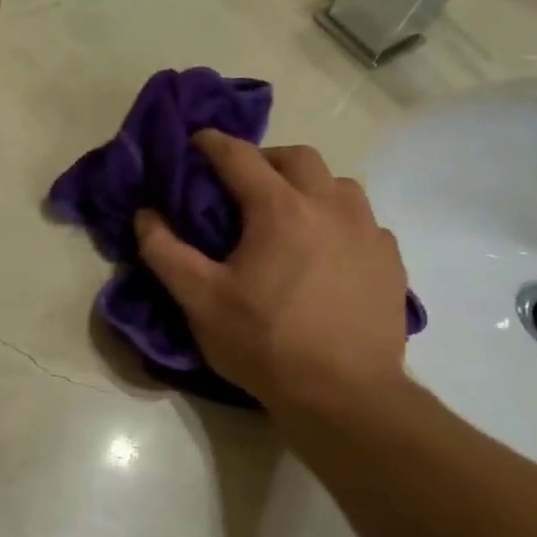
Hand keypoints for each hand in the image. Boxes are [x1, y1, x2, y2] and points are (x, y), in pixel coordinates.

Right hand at [135, 131, 411, 420]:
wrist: (345, 395)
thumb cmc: (264, 343)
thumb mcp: (199, 300)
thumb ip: (165, 252)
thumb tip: (145, 215)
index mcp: (280, 209)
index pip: (240, 157)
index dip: (212, 143)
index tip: (195, 142)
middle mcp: (330, 205)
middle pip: (297, 157)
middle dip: (265, 159)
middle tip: (242, 183)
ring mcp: (368, 231)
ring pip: (337, 185)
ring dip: (307, 187)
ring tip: (287, 216)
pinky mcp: (391, 260)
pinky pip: (362, 221)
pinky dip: (337, 221)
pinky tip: (325, 252)